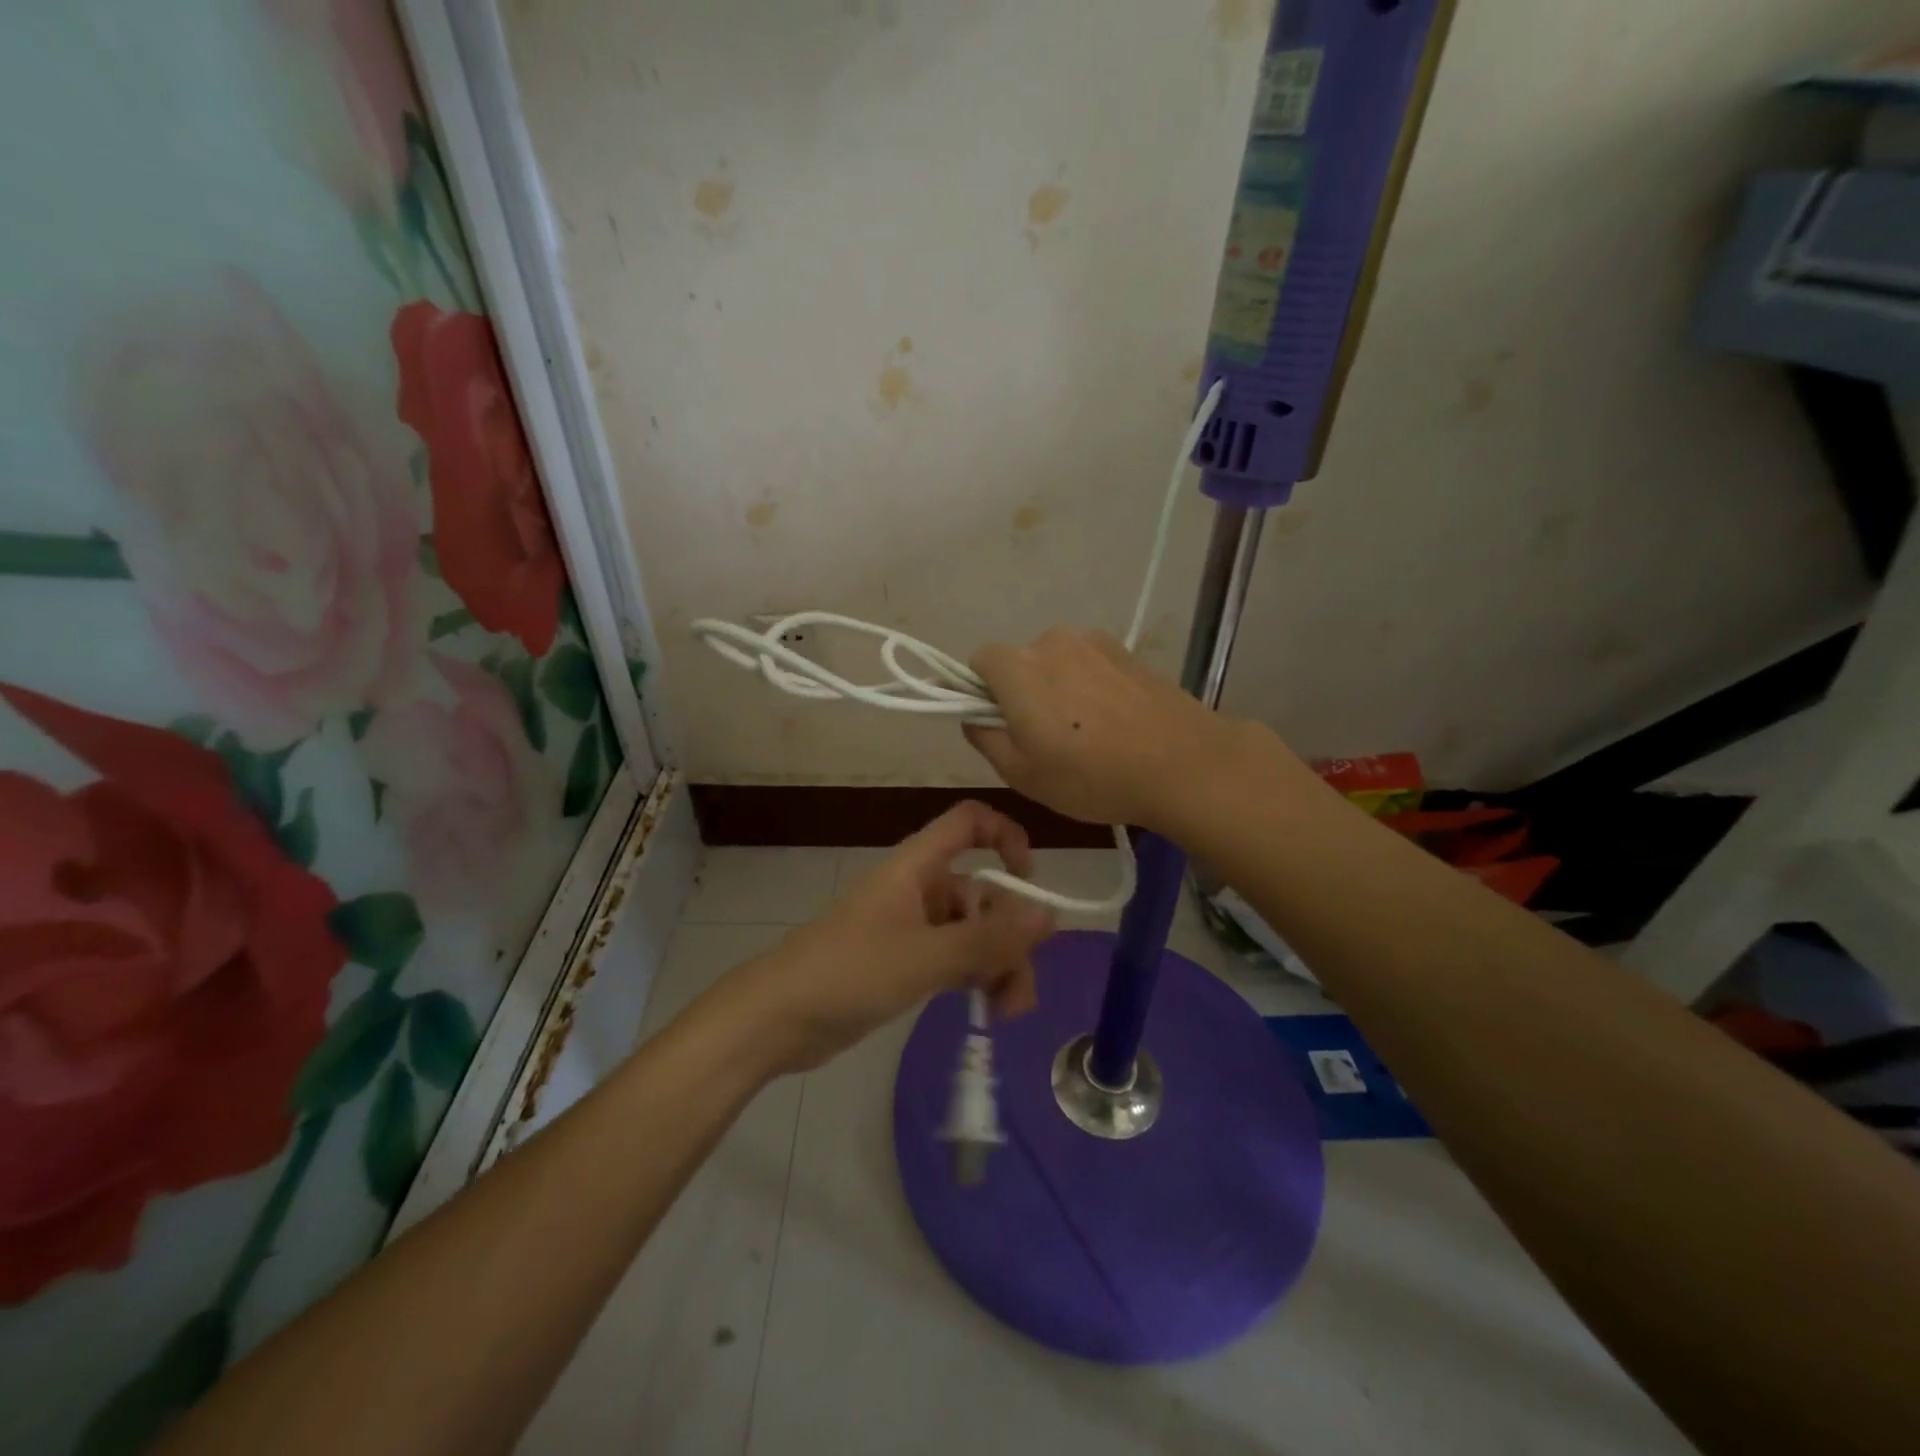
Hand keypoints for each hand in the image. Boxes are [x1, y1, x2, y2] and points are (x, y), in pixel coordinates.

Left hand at [703, 802, 1056, 1074]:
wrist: (778, 1018)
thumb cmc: (850, 971)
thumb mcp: (926, 956)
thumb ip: (989, 939)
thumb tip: (1050, 914)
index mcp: (918, 867)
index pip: (968, 823)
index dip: (1004, 835)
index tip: (1029, 878)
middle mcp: (920, 889)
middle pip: (982, 892)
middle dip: (1009, 934)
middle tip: (1021, 986)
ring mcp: (912, 928)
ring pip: (972, 933)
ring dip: (998, 964)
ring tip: (1006, 1012)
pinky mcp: (905, 963)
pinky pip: (955, 960)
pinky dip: (975, 979)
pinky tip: (987, 1011)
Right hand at [963, 628, 1232, 829]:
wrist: (1183, 764)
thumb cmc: (1091, 776)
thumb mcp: (1022, 774)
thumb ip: (985, 739)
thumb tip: (975, 718)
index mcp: (1018, 668)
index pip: (979, 661)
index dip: (981, 691)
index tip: (1001, 724)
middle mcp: (1052, 642)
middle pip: (1021, 662)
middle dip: (1023, 692)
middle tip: (1046, 739)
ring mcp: (1094, 642)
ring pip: (1058, 663)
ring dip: (1060, 689)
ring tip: (1088, 734)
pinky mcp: (1127, 652)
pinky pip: (1091, 665)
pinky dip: (1091, 687)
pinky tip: (1115, 724)